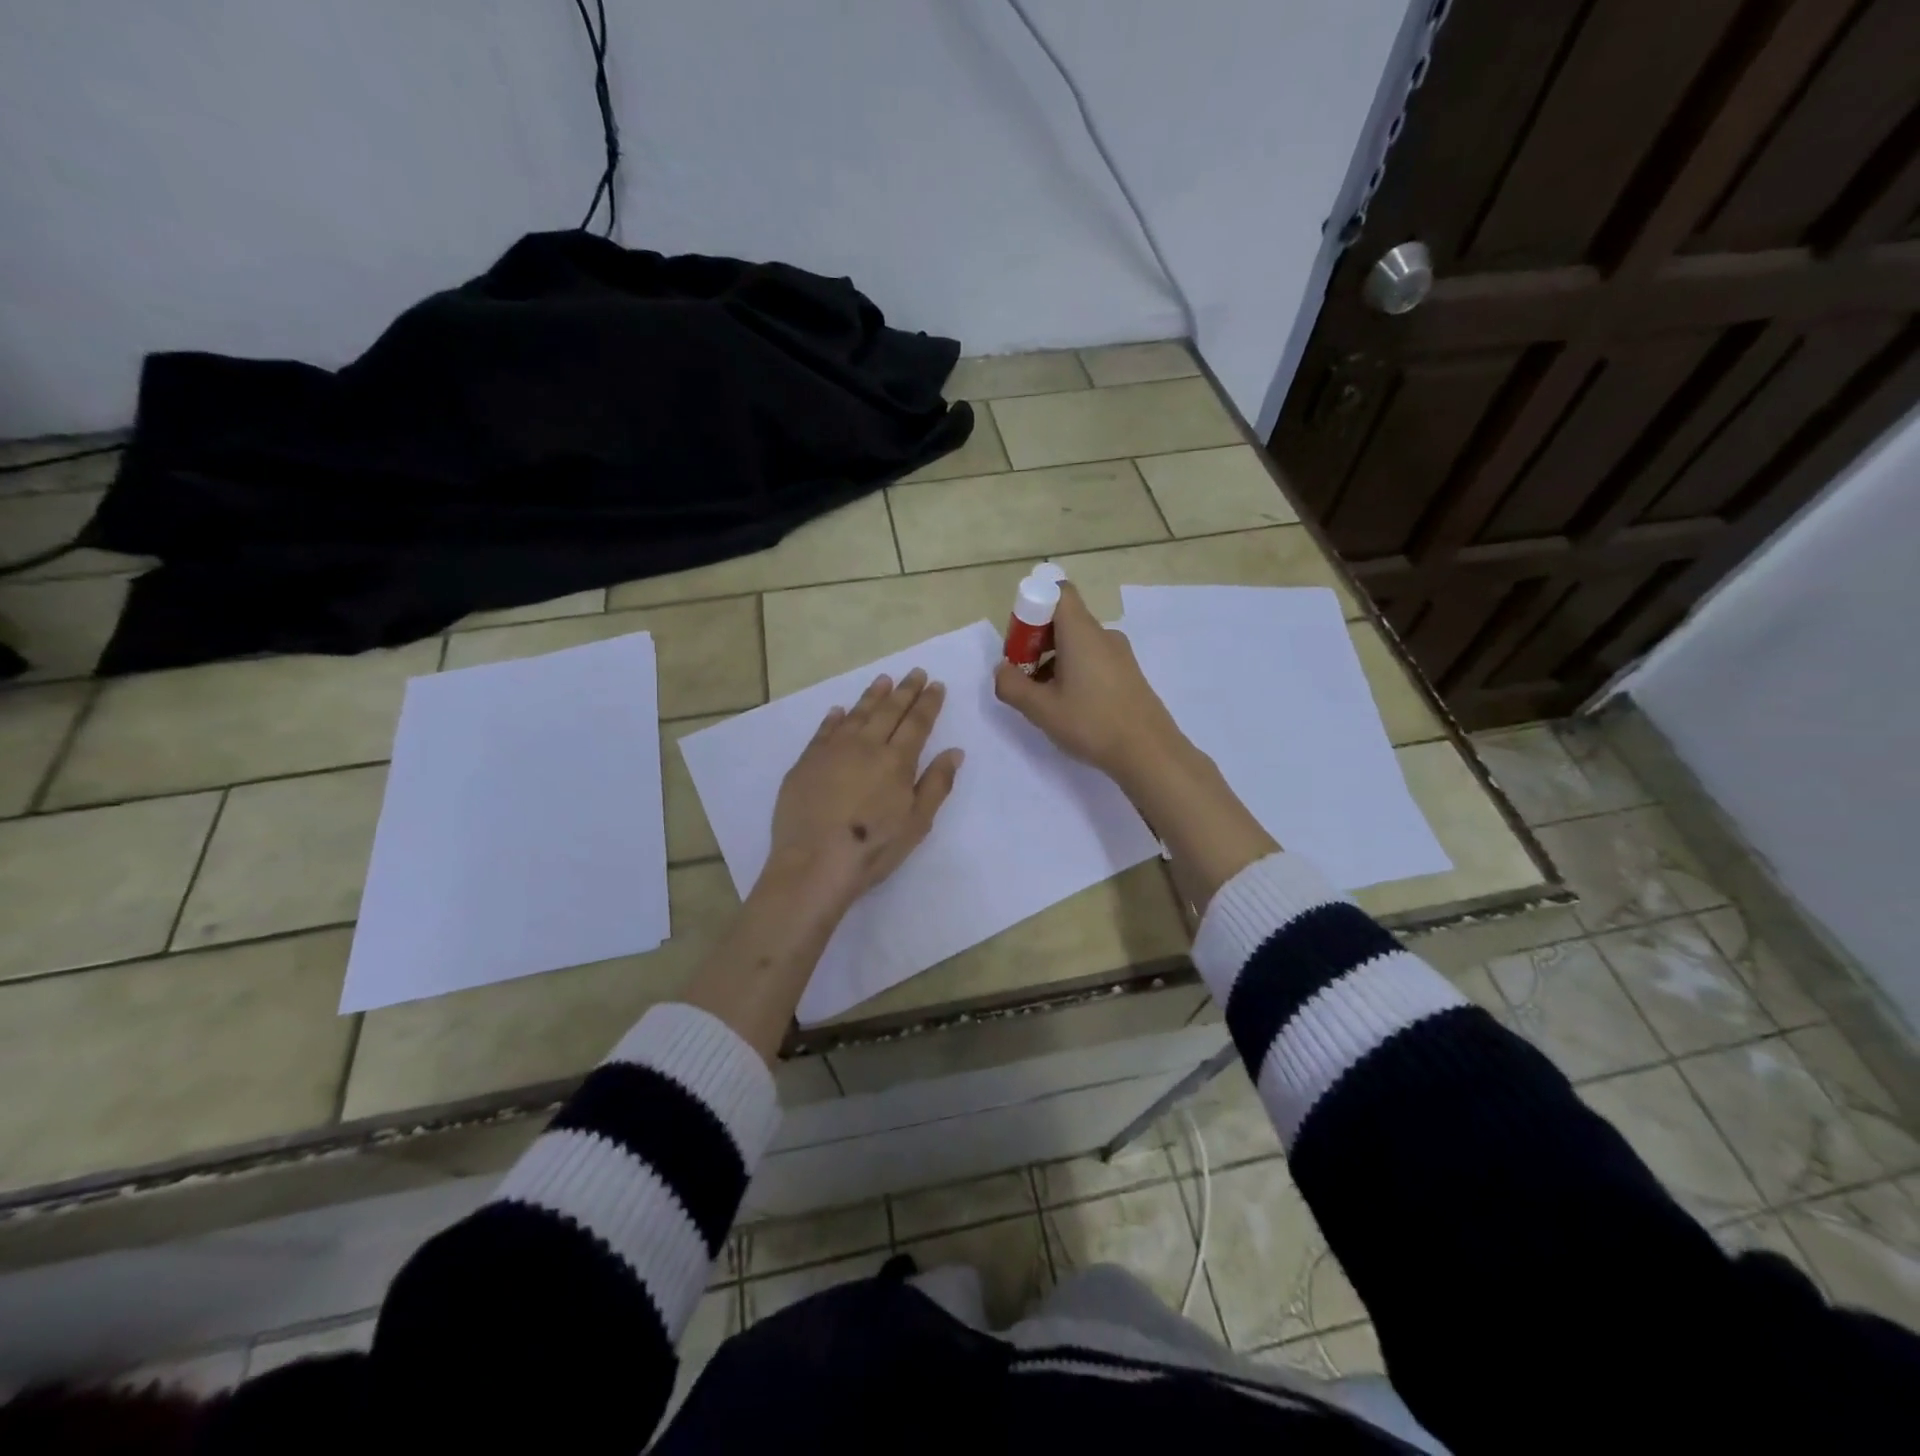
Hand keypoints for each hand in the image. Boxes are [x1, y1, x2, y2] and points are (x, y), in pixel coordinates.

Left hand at [766, 668, 963, 910]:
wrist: (814, 863)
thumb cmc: (873, 848)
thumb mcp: (917, 822)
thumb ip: (937, 784)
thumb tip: (954, 751)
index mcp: (897, 761)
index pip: (917, 722)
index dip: (928, 702)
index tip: (936, 685)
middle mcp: (866, 746)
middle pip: (889, 711)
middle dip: (905, 690)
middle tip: (915, 672)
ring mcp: (832, 751)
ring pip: (856, 714)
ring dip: (872, 695)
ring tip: (883, 680)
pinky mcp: (806, 762)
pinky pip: (824, 731)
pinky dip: (834, 718)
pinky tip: (839, 710)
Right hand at [993, 581, 1191, 793]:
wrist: (1149, 752)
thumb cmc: (1092, 723)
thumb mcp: (1041, 709)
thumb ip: (1012, 686)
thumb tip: (1002, 670)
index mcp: (1081, 632)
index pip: (1058, 591)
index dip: (1032, 606)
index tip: (1020, 641)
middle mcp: (1102, 635)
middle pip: (1064, 619)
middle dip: (1037, 641)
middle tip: (1023, 676)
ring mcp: (1119, 654)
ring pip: (1077, 642)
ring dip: (1053, 660)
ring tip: (1044, 698)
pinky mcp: (1128, 673)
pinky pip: (1093, 659)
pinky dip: (1074, 671)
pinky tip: (1070, 706)